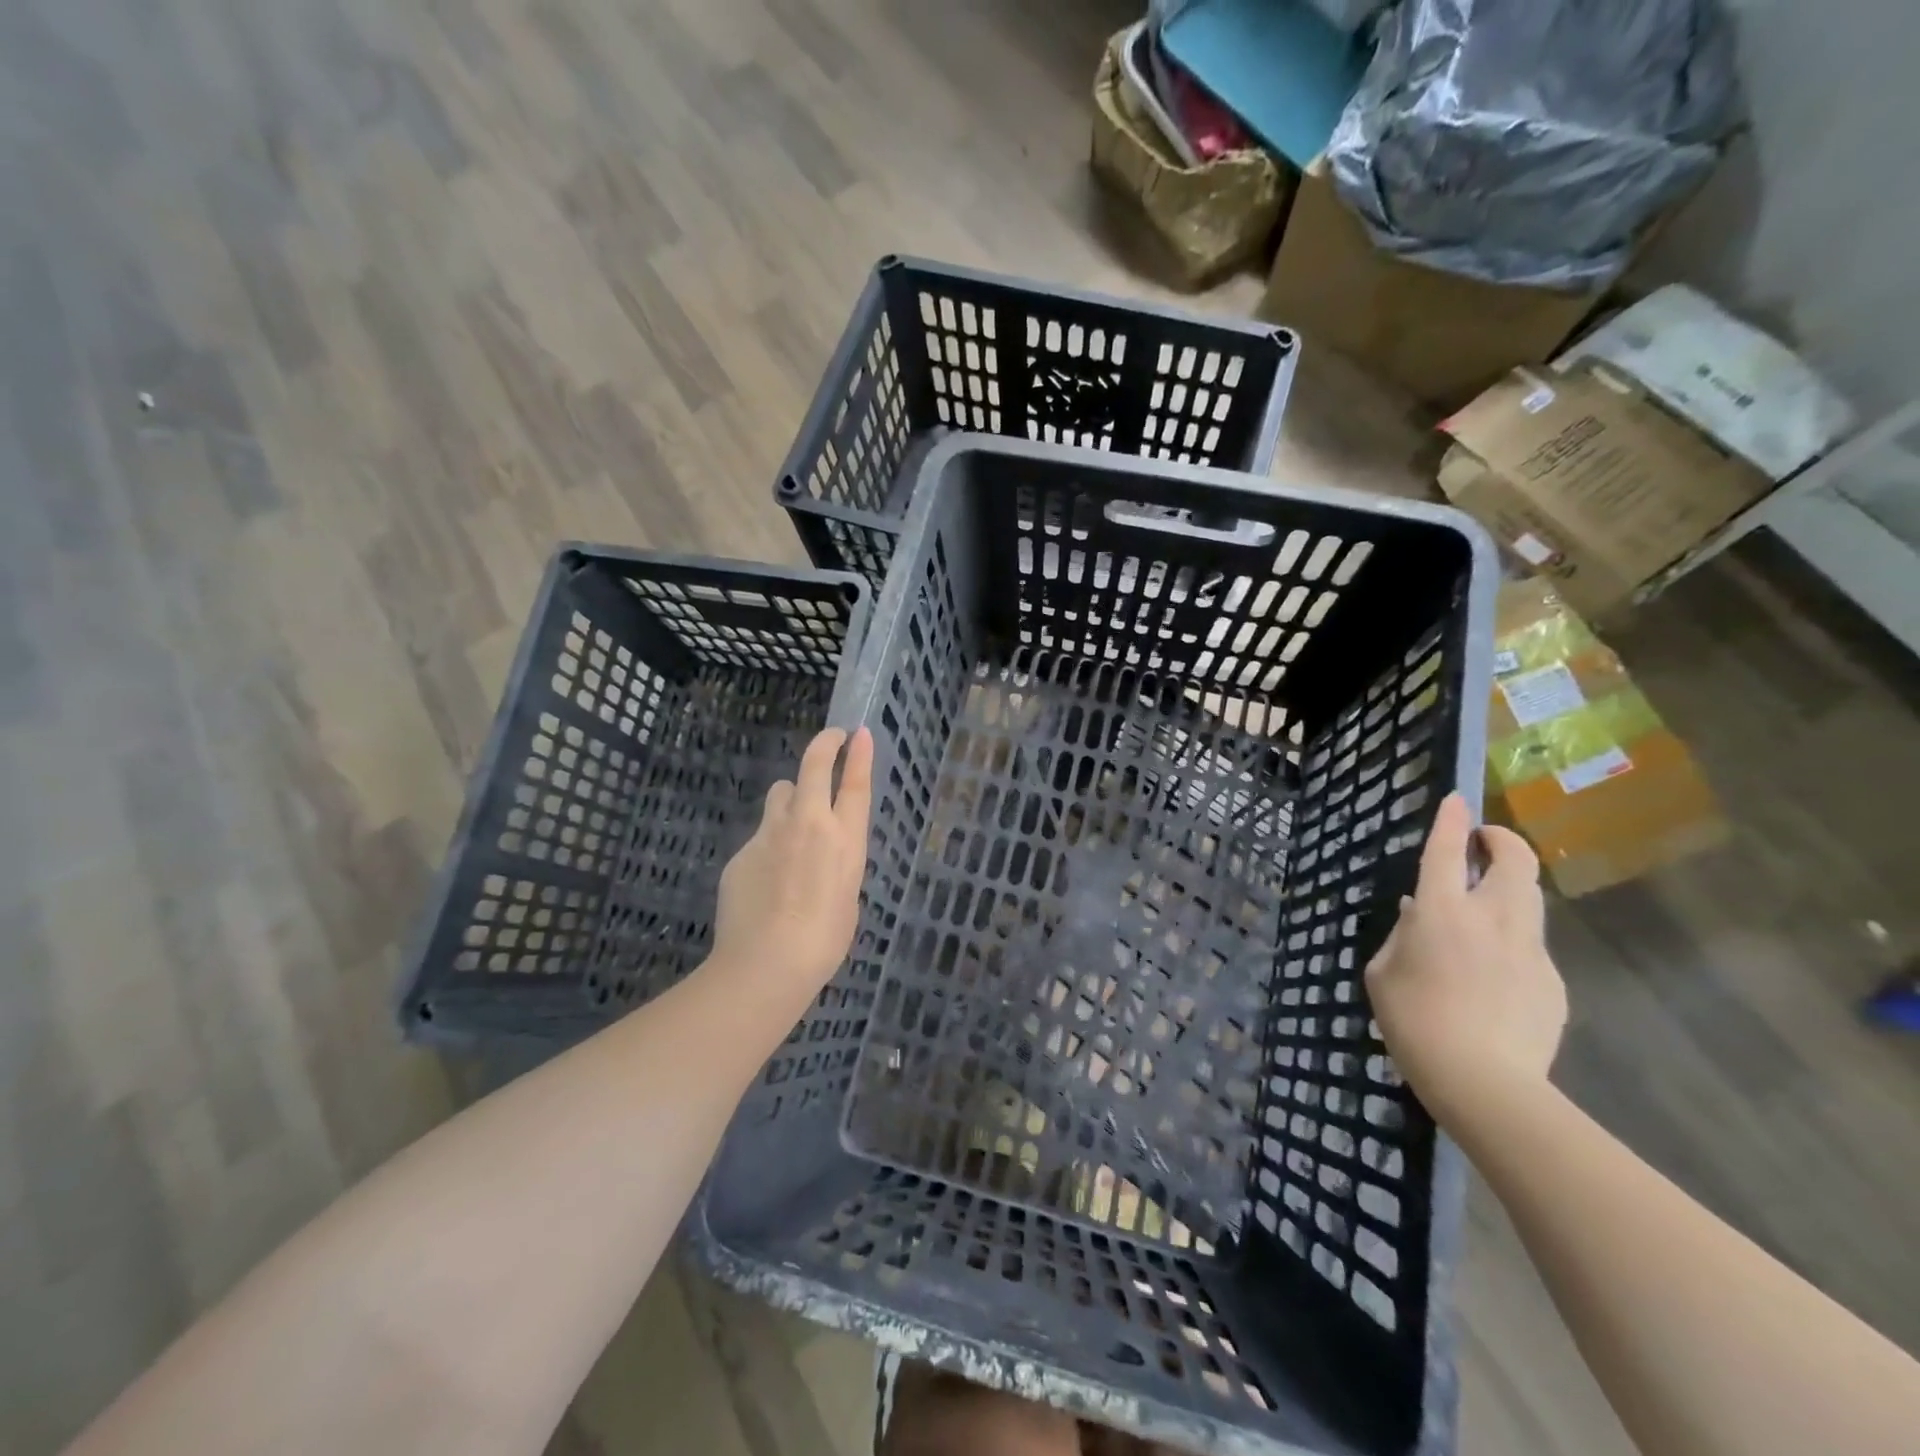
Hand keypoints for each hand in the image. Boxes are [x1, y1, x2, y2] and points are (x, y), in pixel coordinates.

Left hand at [711, 726, 872, 1007]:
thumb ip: (838, 866)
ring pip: (781, 792)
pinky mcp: (742, 850)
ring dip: (792, 796)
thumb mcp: (848, 898)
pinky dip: (769, 844)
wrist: (766, 962)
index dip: (858, 754)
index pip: (855, 783)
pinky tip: (766, 880)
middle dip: (824, 745)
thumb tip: (824, 857)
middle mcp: (809, 823)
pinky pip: (760, 835)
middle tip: (830, 740)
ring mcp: (771, 833)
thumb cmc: (824, 941)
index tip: (858, 733)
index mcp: (845, 839)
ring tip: (793, 823)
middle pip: (814, 766)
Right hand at [1365, 793, 1566, 1127]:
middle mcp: (1492, 919)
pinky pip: (1530, 947)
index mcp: (1442, 912)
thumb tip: (1419, 913)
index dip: (1452, 821)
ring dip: (1510, 887)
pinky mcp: (1552, 981)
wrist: (1484, 1082)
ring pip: (1530, 900)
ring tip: (1487, 903)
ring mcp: (1530, 950)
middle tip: (1486, 842)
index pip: (1448, 851)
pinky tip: (1493, 976)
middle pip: (1514, 862)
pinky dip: (1512, 943)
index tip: (1457, 800)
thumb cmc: (1413, 1021)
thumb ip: (1402, 936)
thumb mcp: (1383, 973)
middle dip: (1504, 842)